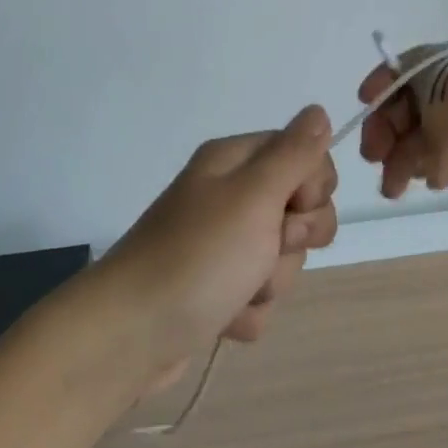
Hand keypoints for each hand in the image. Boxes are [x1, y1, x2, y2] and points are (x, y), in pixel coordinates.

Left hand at [101, 106, 337, 385]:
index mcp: (234, 163)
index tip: (292, 206)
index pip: (304, 156)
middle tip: (266, 249)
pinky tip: (224, 317)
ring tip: (237, 291)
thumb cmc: (198, 257)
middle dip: (295, 239)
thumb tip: (319, 110)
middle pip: (299, 210)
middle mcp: (228, 197)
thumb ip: (294, 154)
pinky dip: (249, 310)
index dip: (312, 185)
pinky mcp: (216, 290)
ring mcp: (220, 245)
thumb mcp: (254, 195)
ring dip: (270, 281)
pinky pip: (260, 294)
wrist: (128, 337)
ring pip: (283, 257)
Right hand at [357, 54, 447, 242]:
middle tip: (379, 166)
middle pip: (413, 103)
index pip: (413, 67)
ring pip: (428, 133)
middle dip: (388, 128)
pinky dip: (429, 168)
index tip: (363, 110)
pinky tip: (426, 186)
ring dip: (404, 154)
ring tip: (396, 189)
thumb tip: (418, 164)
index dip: (384, 81)